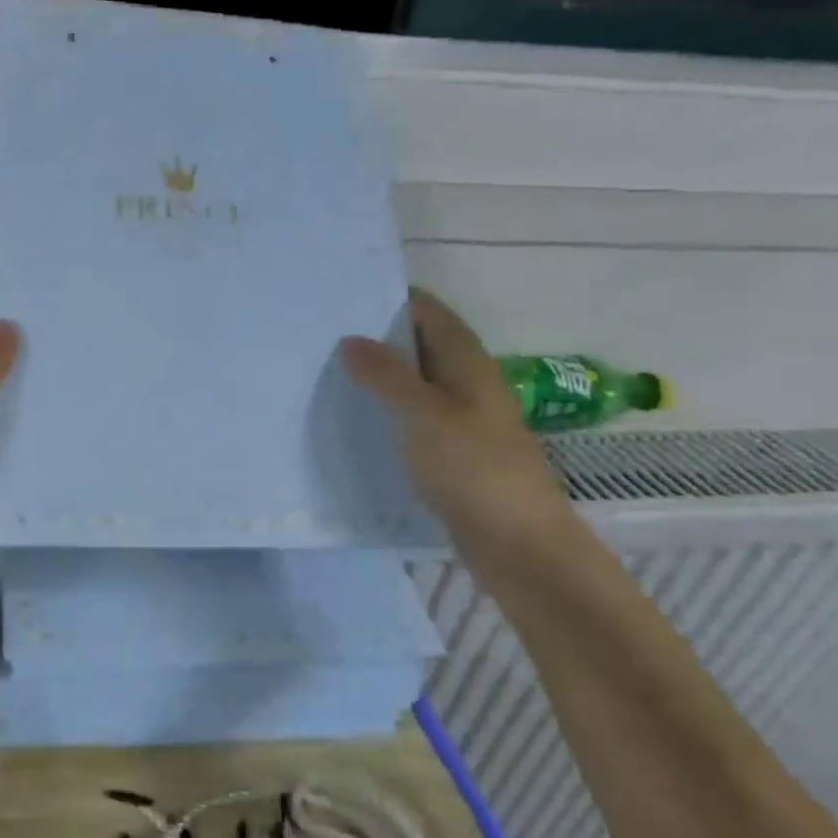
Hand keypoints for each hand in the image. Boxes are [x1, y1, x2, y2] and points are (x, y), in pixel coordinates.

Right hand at [339, 289, 573, 564]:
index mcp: (467, 362)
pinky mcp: (450, 451)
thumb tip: (350, 339)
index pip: (427, 311)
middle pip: (418, 345)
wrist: (517, 543)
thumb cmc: (474, 468)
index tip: (341, 295)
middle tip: (320, 334)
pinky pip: (411, 417)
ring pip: (413, 383)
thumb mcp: (423, 414)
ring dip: (378, 376)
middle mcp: (466, 382)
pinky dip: (385, 411)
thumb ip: (385, 375)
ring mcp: (460, 418)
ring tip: (325, 372)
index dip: (389, 298)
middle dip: (376, 336)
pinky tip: (353, 420)